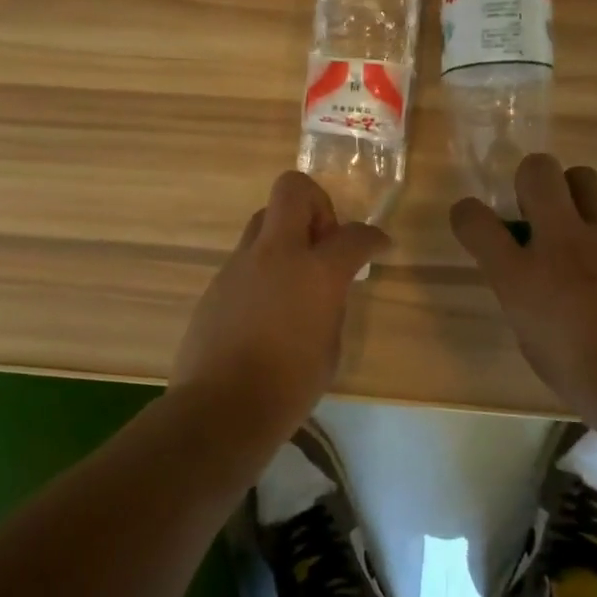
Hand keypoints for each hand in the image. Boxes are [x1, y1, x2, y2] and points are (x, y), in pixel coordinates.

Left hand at [172, 171, 388, 431]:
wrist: (221, 407)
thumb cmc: (288, 386)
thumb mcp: (329, 347)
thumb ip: (331, 305)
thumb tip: (326, 290)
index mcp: (315, 272)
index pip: (353, 235)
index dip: (373, 237)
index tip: (379, 246)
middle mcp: (276, 254)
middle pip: (293, 189)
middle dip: (316, 203)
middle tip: (323, 242)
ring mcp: (240, 264)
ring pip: (264, 220)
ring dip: (286, 234)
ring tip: (295, 276)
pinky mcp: (217, 282)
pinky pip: (246, 256)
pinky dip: (264, 266)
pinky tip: (267, 306)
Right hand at [450, 155, 596, 427]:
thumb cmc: (588, 381)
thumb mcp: (532, 341)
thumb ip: (524, 296)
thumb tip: (531, 275)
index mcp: (521, 277)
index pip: (473, 220)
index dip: (468, 214)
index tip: (477, 223)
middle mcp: (561, 242)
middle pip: (537, 171)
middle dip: (531, 182)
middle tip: (541, 211)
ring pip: (585, 178)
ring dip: (577, 198)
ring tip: (590, 229)